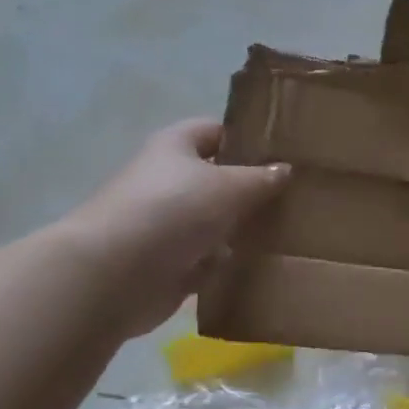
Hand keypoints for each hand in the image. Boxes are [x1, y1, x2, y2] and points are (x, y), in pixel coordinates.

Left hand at [64, 120, 288, 334]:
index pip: (215, 131)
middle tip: (295, 196)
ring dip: (244, 228)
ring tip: (288, 231)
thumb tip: (285, 169)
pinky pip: (209, 258)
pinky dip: (230, 262)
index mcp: (175, 147)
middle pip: (218, 179)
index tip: (284, 153)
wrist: (114, 276)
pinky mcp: (169, 262)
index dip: (247, 138)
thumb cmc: (172, 211)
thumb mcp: (229, 186)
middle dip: (252, 189)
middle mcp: (168, 181)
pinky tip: (263, 264)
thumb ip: (262, 177)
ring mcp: (167, 224)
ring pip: (216, 221)